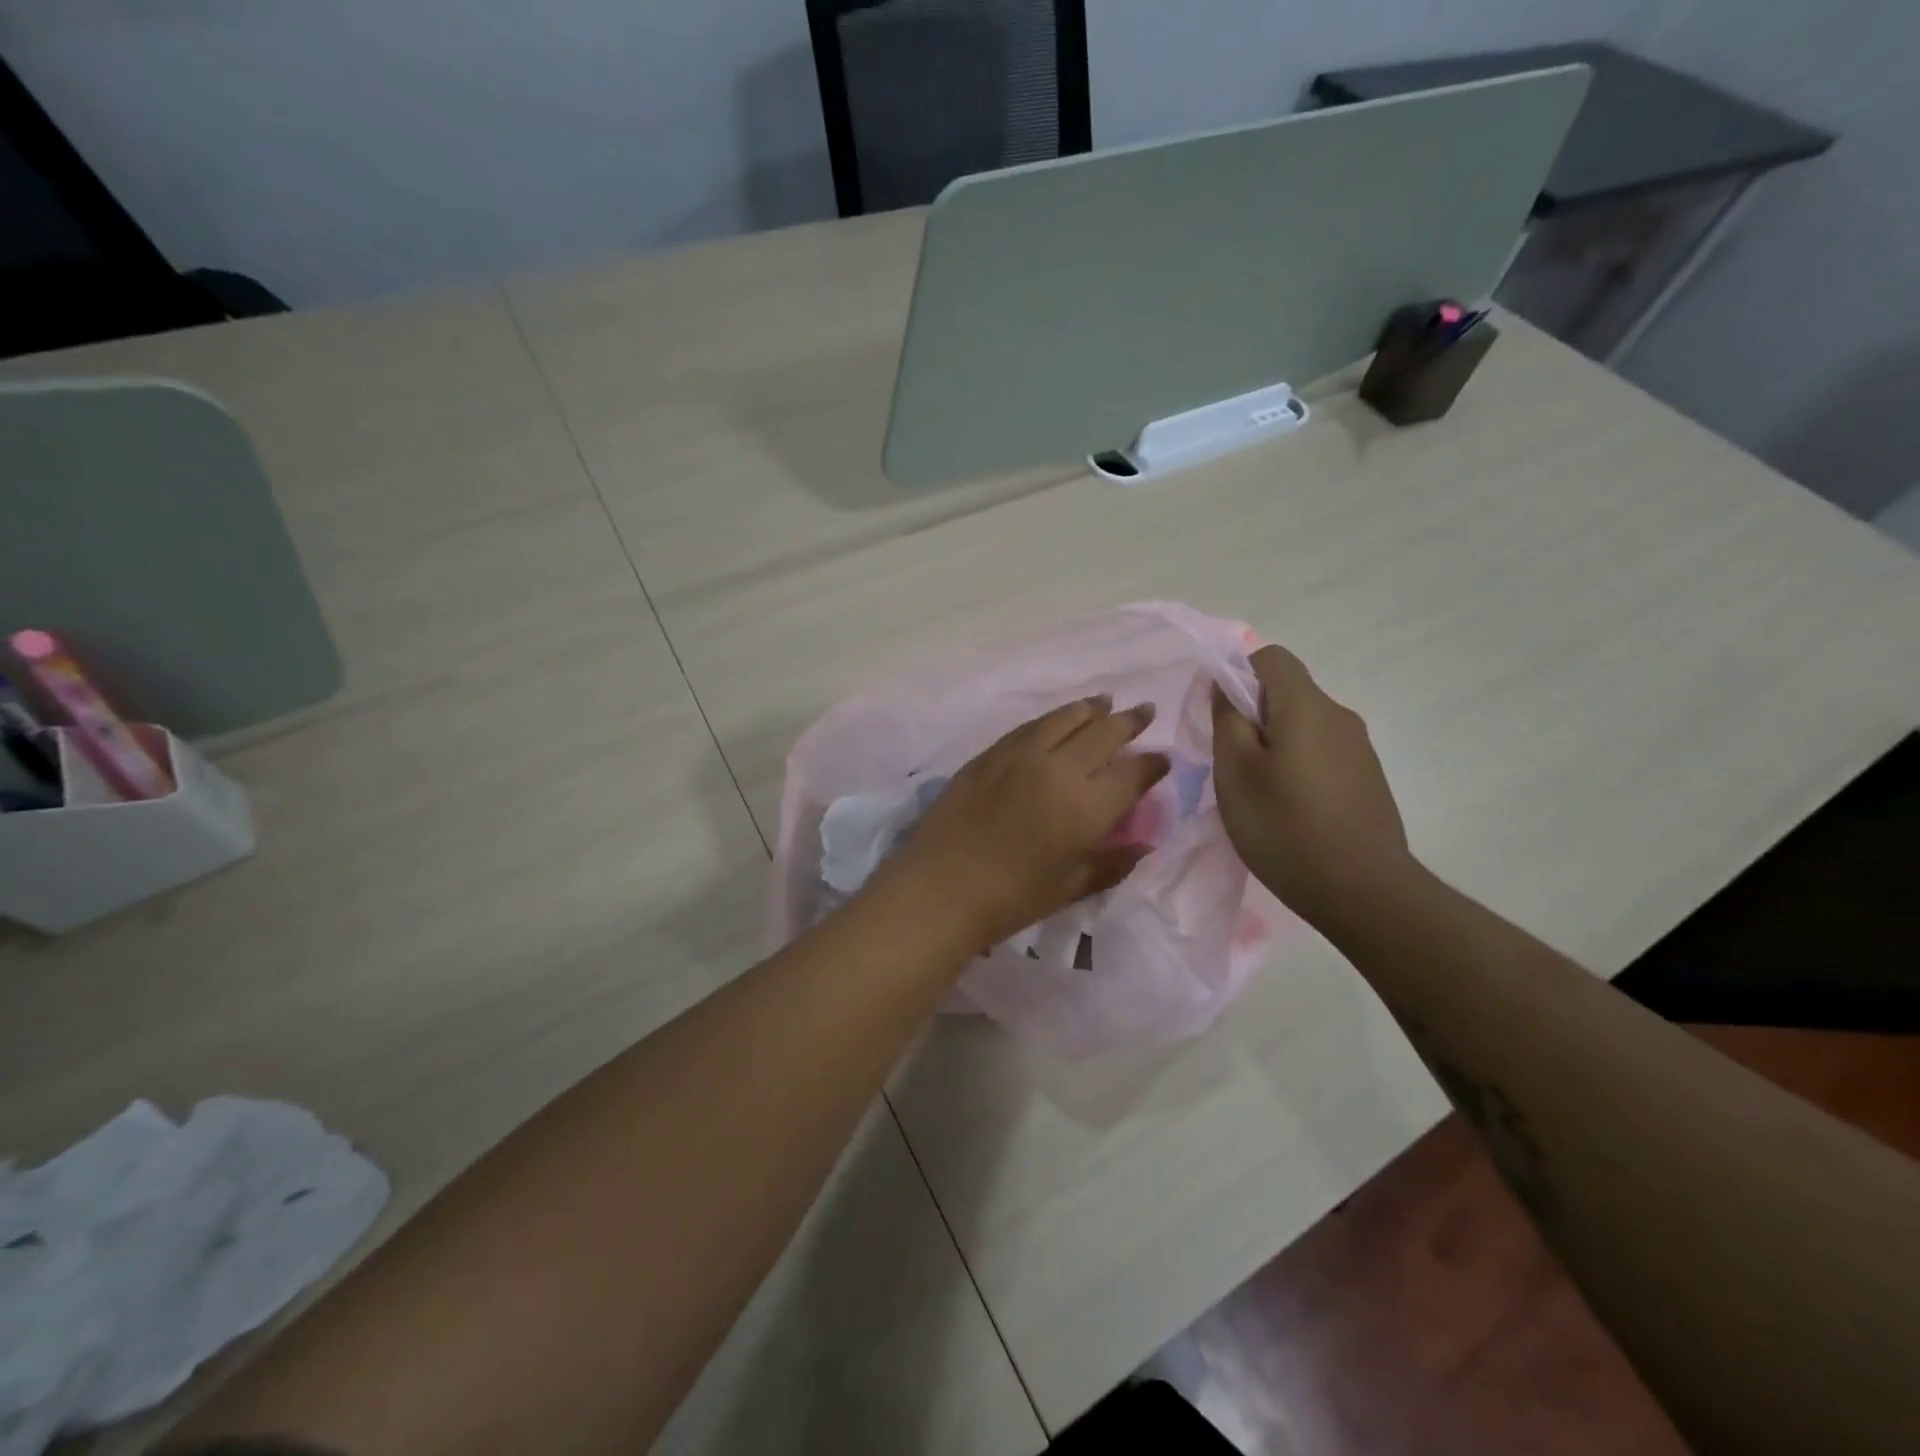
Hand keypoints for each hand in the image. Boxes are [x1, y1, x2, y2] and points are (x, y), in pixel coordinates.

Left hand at [880, 696, 1170, 947]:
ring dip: (1090, 709)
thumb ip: (1112, 864)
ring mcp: (1021, 755)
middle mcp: (1059, 769)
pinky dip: (1052, 719)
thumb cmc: (1012, 899)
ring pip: (1065, 719)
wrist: (941, 887)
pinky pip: (1029, 726)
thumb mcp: (1070, 887)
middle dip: (1129, 722)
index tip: (1162, 759)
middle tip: (1144, 711)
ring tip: (1105, 702)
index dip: (1152, 764)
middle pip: (1103, 733)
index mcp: (1087, 806)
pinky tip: (1058, 718)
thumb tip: (1144, 846)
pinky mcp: (990, 753)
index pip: (1132, 773)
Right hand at [1211, 645, 1412, 927]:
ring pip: (1304, 725)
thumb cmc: (1285, 827)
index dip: (1237, 674)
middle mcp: (1339, 716)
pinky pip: (1323, 752)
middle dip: (1253, 714)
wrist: (1363, 891)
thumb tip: (1225, 686)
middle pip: (1288, 692)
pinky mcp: (1367, 778)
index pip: (1270, 657)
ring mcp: (1359, 748)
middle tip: (1230, 762)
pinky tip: (1289, 809)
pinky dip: (1298, 765)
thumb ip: (1227, 720)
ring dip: (1275, 743)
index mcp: (1306, 706)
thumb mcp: (1235, 773)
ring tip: (1258, 791)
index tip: (1219, 715)